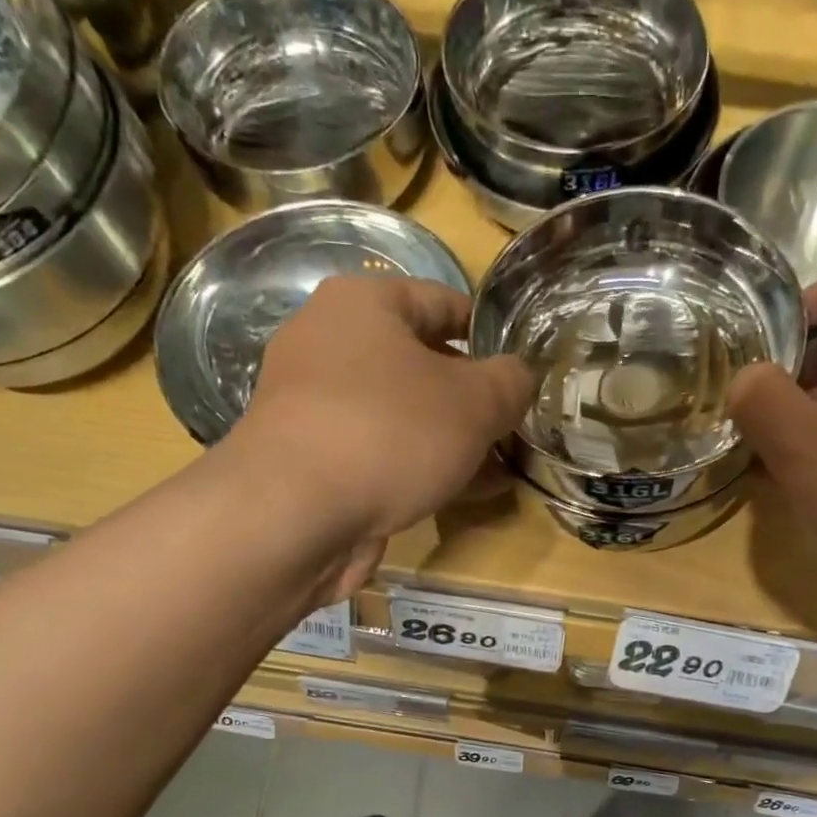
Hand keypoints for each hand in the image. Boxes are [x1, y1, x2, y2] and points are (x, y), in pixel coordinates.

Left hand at [223, 275, 531, 584]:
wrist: (294, 515)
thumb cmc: (389, 433)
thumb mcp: (474, 402)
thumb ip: (510, 383)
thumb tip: (519, 377)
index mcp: (363, 303)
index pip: (443, 301)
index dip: (490, 335)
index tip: (523, 370)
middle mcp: (330, 344)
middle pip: (422, 363)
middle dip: (473, 400)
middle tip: (514, 428)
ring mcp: (316, 406)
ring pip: (404, 415)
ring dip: (451, 441)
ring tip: (498, 469)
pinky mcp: (313, 460)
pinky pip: (381, 453)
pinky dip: (420, 469)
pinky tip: (460, 494)